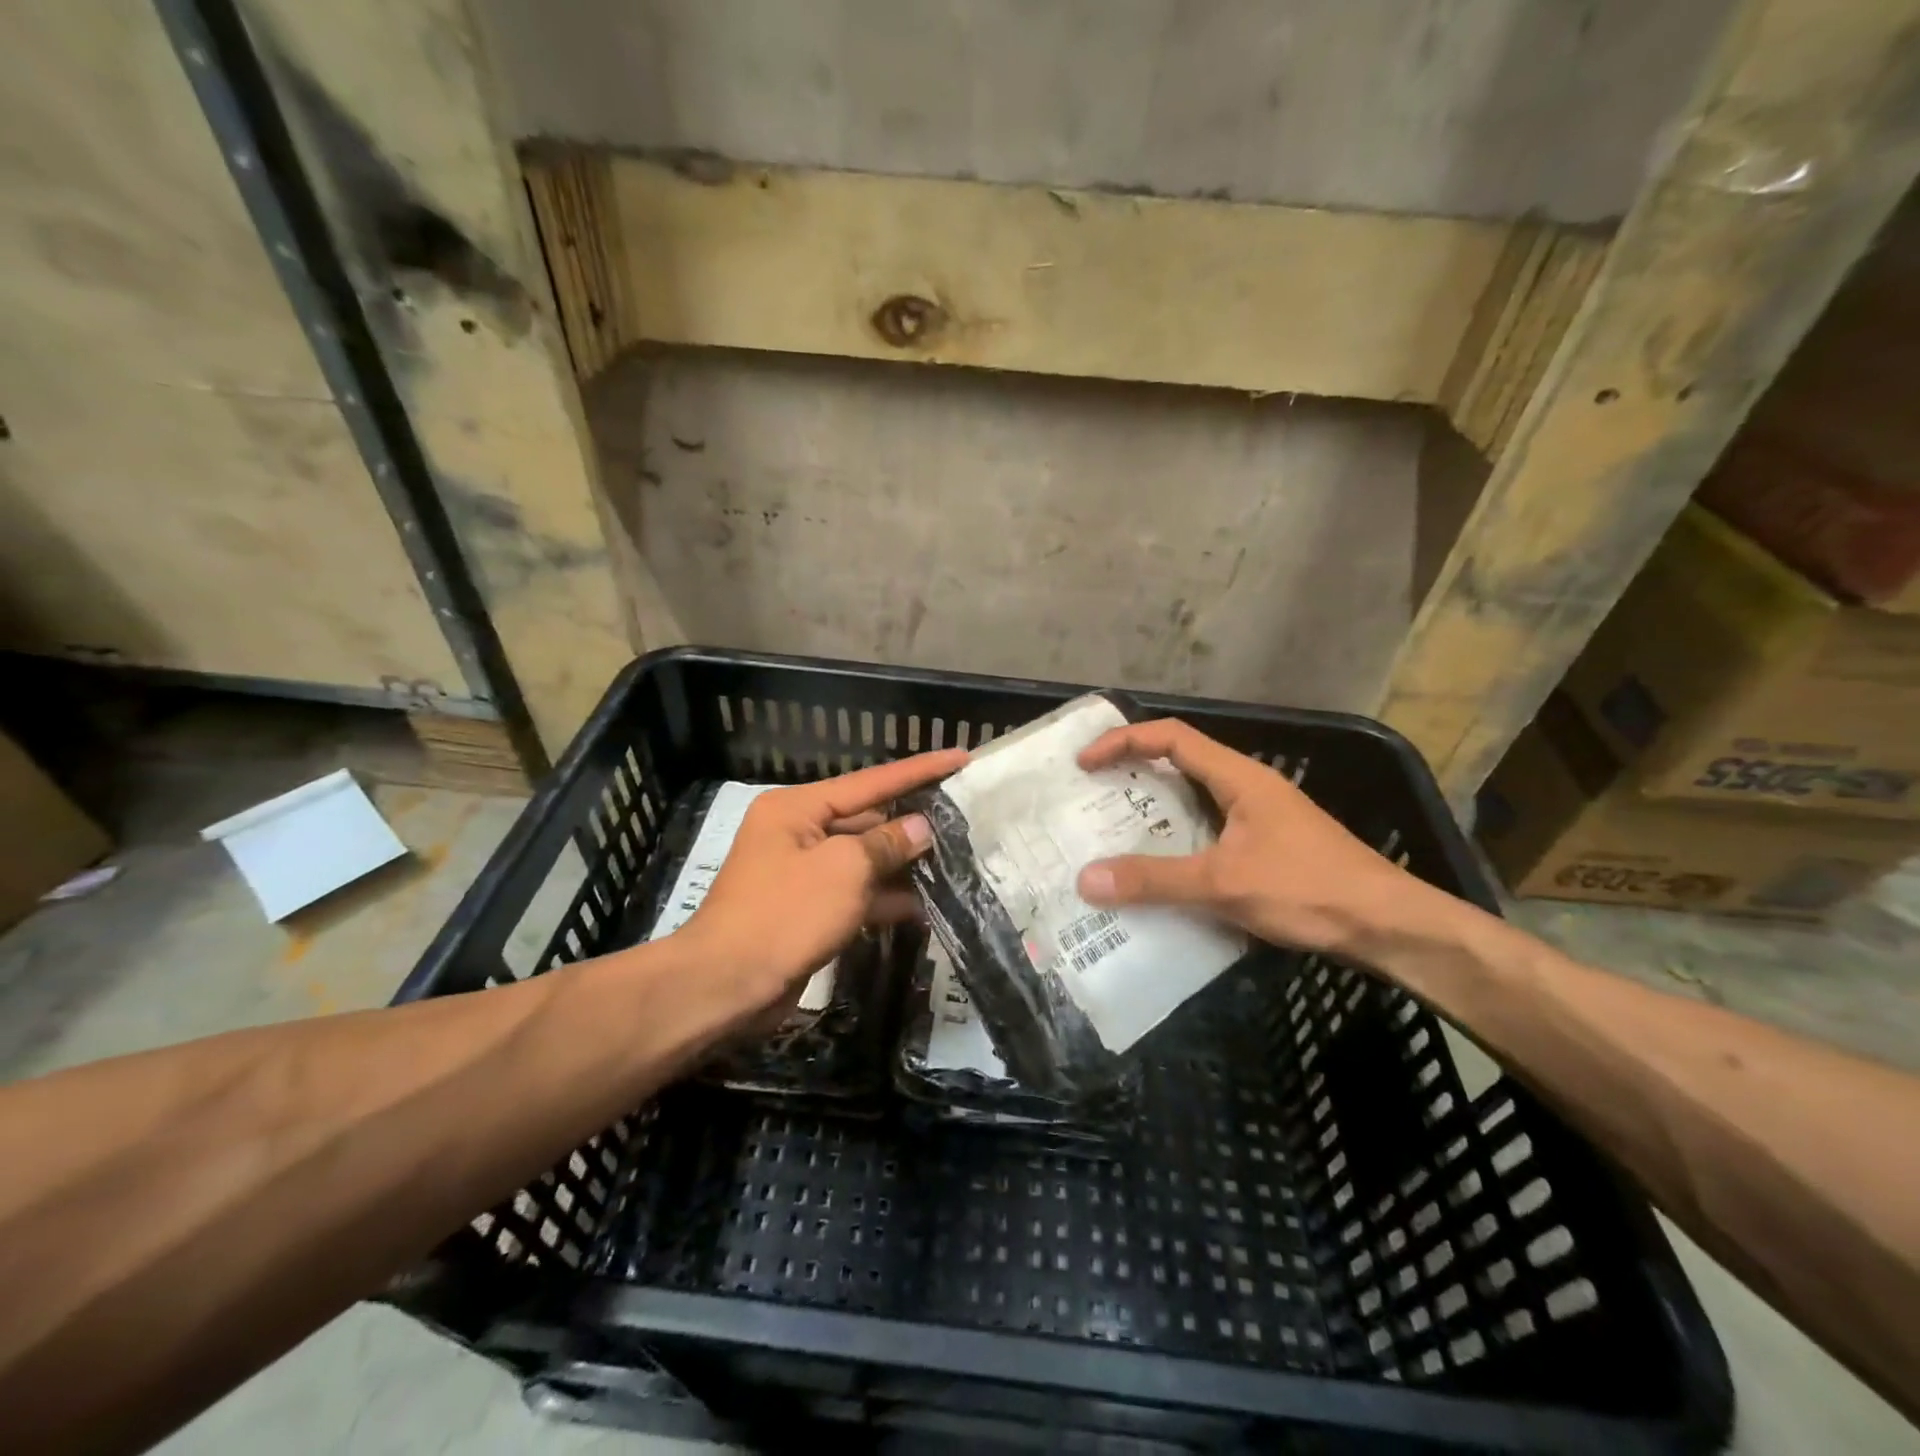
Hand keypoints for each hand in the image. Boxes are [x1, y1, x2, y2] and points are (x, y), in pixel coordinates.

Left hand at [679, 749, 967, 1016]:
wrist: (726, 987)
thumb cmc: (784, 915)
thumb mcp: (844, 870)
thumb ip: (887, 844)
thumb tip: (921, 828)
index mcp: (798, 808)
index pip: (871, 781)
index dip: (919, 770)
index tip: (960, 756)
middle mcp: (799, 832)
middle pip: (867, 819)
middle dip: (913, 822)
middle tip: (965, 817)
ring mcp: (803, 873)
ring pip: (864, 859)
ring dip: (903, 863)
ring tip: (957, 860)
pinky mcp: (809, 909)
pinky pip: (856, 892)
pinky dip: (885, 897)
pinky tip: (925, 904)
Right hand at [1074, 719, 1418, 956]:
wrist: (1390, 925)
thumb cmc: (1309, 889)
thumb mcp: (1224, 883)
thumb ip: (1155, 881)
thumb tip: (1086, 880)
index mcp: (1238, 777)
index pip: (1171, 737)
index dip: (1123, 741)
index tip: (1085, 764)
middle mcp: (1247, 787)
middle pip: (1179, 762)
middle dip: (1132, 772)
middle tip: (1090, 796)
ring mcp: (1259, 816)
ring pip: (1194, 798)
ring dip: (1154, 808)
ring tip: (1112, 831)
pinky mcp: (1266, 846)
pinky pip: (1208, 829)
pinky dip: (1176, 838)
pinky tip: (1161, 869)